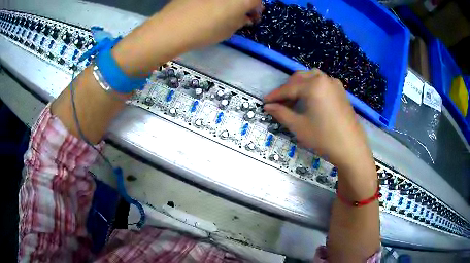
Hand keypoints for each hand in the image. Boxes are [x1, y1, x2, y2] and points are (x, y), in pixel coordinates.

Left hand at [160, 0, 262, 48]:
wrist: (173, 27)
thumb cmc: (206, 31)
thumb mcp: (229, 30)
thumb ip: (241, 21)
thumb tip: (244, 17)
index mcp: (242, 0)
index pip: (257, 0)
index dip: (257, 9)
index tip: (252, 17)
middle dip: (244, 3)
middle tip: (239, 13)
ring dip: (229, 2)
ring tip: (223, 11)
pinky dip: (215, 1)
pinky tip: (209, 7)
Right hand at [264, 70, 373, 170]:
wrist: (352, 149)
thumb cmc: (324, 138)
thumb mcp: (299, 127)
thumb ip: (281, 113)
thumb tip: (268, 106)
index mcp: (313, 85)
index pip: (288, 88)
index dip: (275, 95)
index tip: (264, 102)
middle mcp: (324, 79)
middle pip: (300, 78)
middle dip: (287, 88)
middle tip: (279, 103)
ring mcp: (335, 84)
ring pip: (311, 78)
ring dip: (300, 86)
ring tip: (294, 101)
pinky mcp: (341, 92)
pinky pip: (322, 83)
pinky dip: (312, 87)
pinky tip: (310, 100)